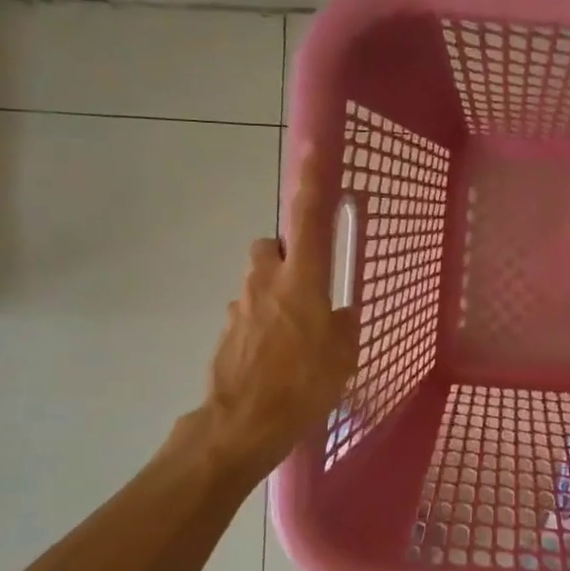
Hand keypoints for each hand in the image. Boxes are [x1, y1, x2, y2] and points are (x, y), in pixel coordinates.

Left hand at [189, 150, 358, 477]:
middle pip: (271, 245)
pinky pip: (249, 312)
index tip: (312, 145)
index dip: (312, 179)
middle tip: (308, 287)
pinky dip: (262, 323)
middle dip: (286, 255)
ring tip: (295, 335)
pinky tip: (275, 358)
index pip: (307, 217)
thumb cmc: (303, 385)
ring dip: (274, 293)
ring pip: (259, 280)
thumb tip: (338, 313)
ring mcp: (240, 305)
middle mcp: (266, 281)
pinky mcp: (226, 330)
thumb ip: (343, 324)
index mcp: (302, 279)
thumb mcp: (343, 355)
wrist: (241, 426)